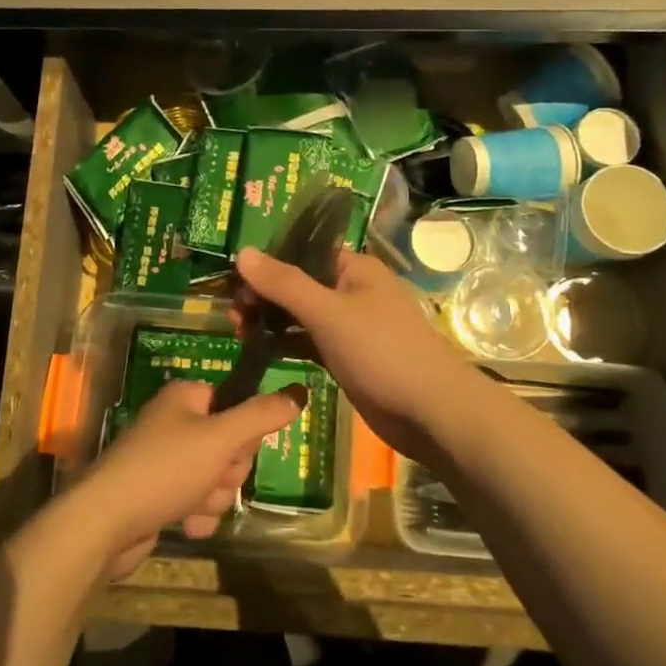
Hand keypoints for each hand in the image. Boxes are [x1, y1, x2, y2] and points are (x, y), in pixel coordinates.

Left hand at [72, 380, 302, 576]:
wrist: (105, 524)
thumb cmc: (165, 470)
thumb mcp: (220, 439)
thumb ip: (261, 416)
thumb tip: (298, 392)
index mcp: (184, 398)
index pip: (235, 404)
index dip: (242, 433)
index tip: (235, 449)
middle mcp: (173, 423)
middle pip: (229, 445)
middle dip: (228, 472)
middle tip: (211, 479)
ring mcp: (164, 461)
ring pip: (215, 478)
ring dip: (213, 498)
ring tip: (192, 506)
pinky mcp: (157, 495)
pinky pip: (195, 502)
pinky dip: (196, 516)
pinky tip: (186, 525)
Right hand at [235, 246, 469, 460]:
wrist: (431, 413)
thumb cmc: (381, 352)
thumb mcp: (328, 313)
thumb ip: (284, 283)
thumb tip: (243, 252)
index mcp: (356, 269)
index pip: (303, 253)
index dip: (268, 264)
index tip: (235, 283)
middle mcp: (354, 291)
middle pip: (300, 284)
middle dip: (265, 295)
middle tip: (234, 317)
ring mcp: (352, 326)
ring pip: (303, 315)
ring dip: (273, 320)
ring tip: (239, 332)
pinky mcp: (350, 357)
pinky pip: (312, 341)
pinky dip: (288, 342)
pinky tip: (262, 350)